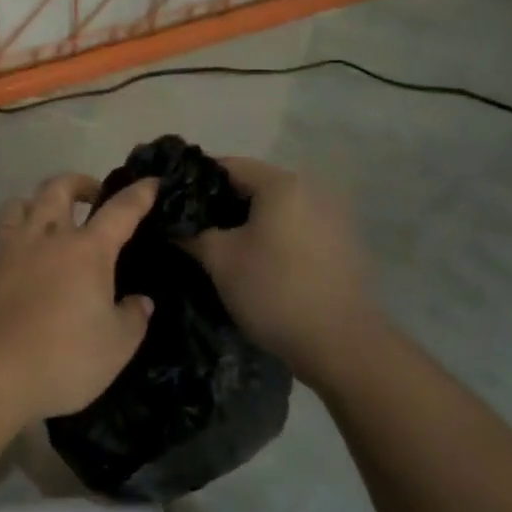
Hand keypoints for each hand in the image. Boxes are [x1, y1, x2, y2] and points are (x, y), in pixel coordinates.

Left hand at [0, 172, 159, 427]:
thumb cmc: (61, 359)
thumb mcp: (115, 348)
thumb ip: (132, 318)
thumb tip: (140, 301)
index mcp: (87, 250)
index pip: (120, 211)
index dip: (139, 194)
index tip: (152, 182)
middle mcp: (47, 237)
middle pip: (59, 188)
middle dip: (80, 183)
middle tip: (93, 195)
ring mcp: (10, 248)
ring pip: (20, 202)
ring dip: (38, 201)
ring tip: (48, 218)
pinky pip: (0, 232)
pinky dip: (14, 231)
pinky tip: (20, 254)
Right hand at [183, 156, 379, 378]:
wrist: (342, 346)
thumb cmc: (274, 291)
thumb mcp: (219, 260)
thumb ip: (190, 233)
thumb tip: (169, 222)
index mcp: (281, 183)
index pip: (226, 165)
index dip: (193, 180)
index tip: (170, 201)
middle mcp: (311, 190)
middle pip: (252, 185)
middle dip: (219, 204)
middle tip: (189, 226)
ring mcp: (331, 218)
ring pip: (274, 209)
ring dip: (246, 222)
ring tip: (217, 246)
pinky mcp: (341, 245)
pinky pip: (294, 228)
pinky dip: (271, 237)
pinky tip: (255, 262)